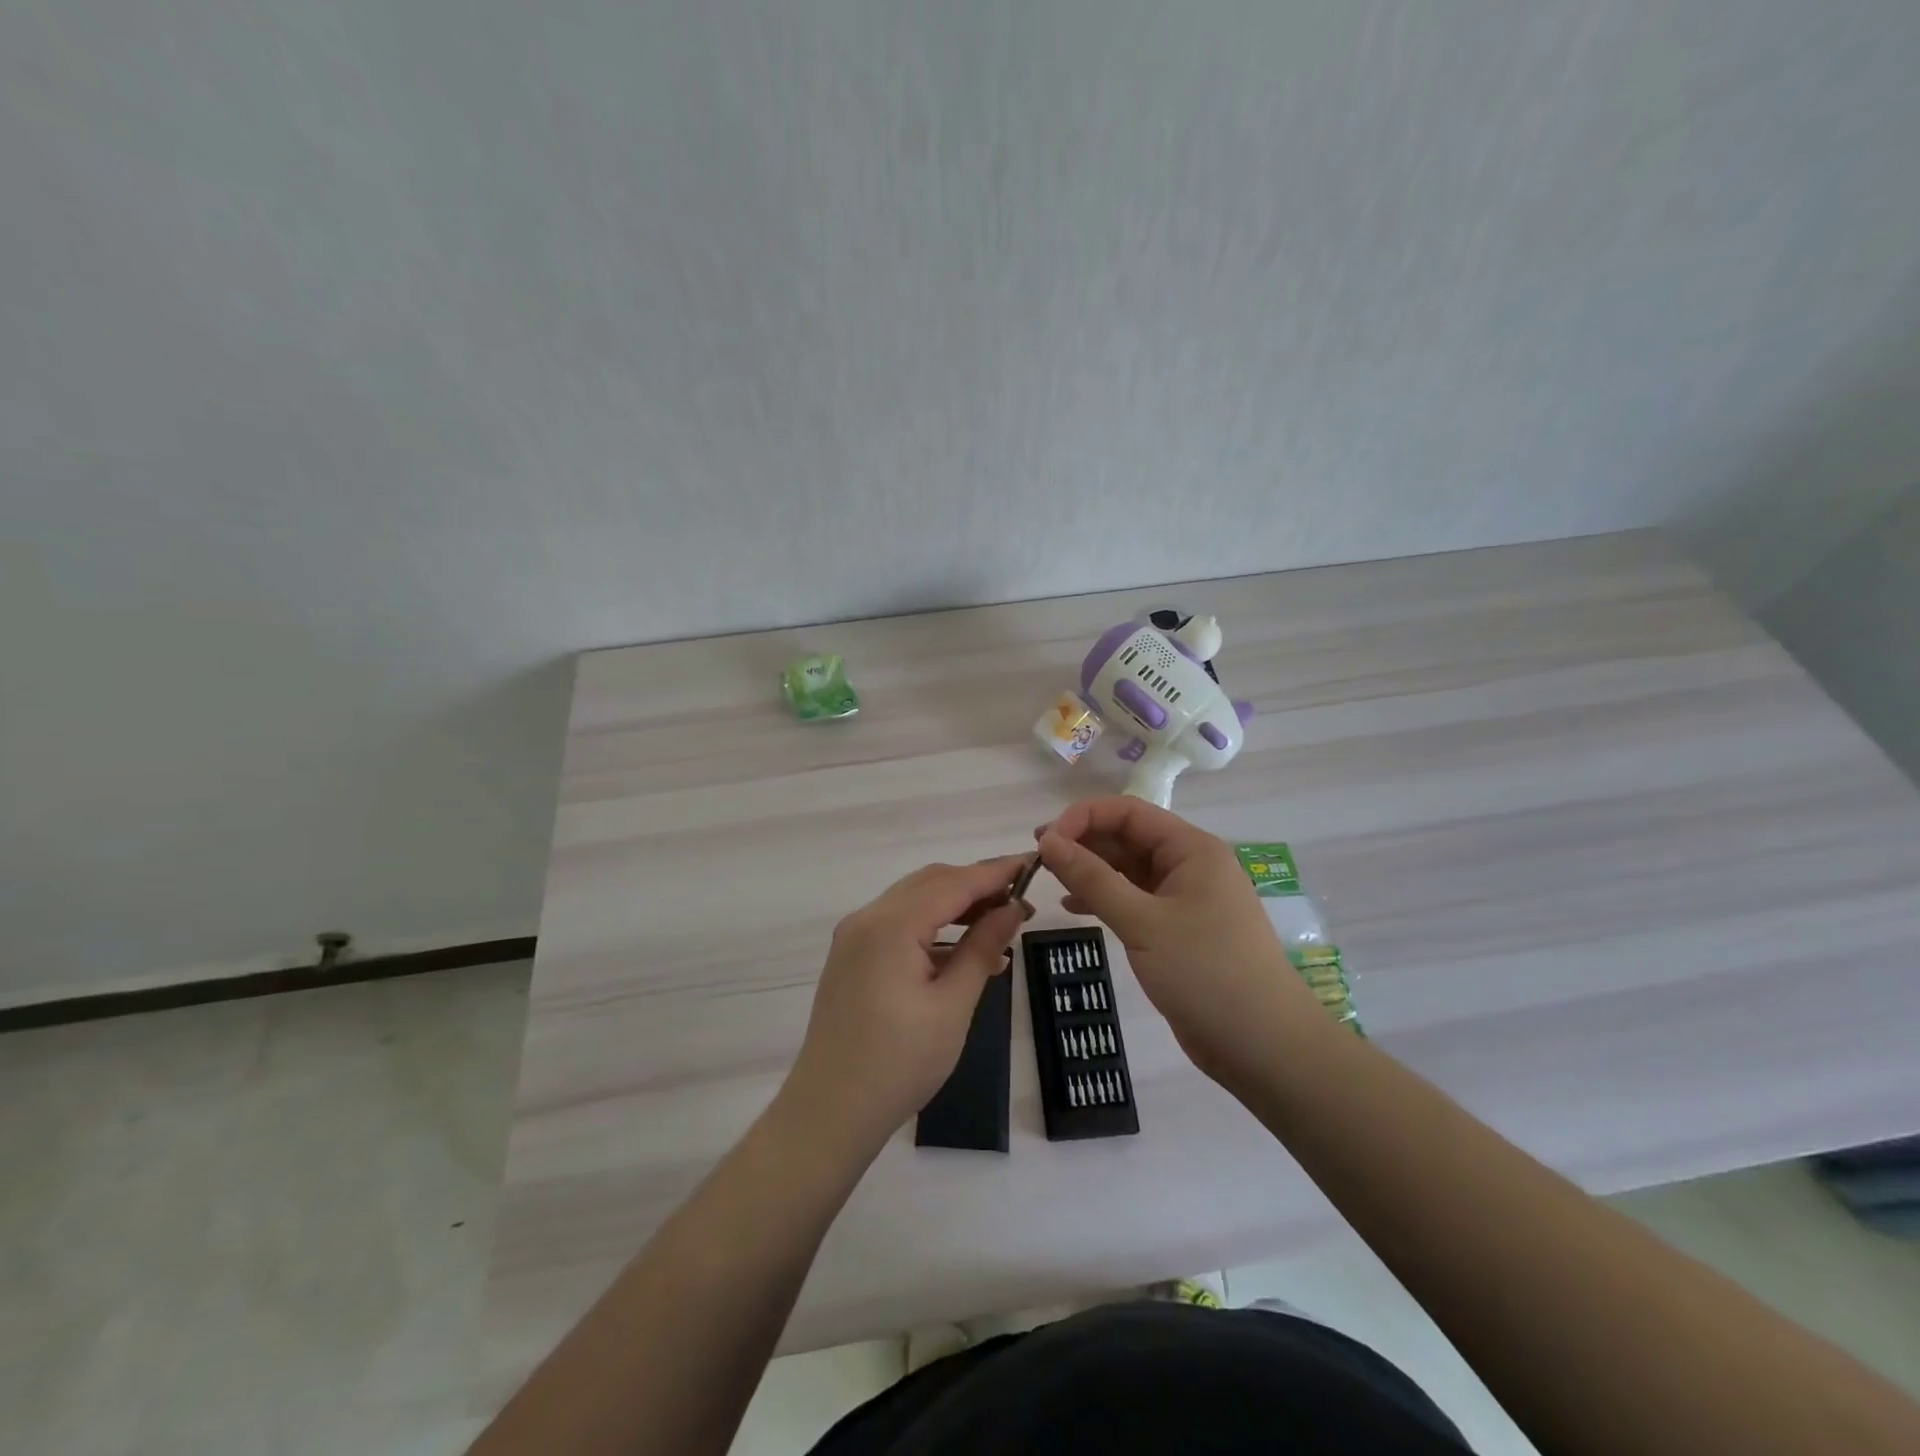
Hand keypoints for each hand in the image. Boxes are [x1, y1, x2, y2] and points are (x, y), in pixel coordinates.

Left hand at [785, 856, 1029, 1153]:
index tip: (1033, 863)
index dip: (995, 872)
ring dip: (956, 905)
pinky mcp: (852, 957)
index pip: (954, 883)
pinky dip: (933, 928)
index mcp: (891, 924)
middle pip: (931, 883)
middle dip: (977, 885)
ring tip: (1001, 924)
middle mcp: (867, 918)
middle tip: (1021, 899)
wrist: (830, 1113)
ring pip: (914, 901)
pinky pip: (899, 925)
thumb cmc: (899, 1063)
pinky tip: (966, 953)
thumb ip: (982, 948)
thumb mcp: (953, 1006)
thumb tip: (1013, 908)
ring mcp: (855, 937)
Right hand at [1037, 798, 1323, 1086]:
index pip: (1128, 812)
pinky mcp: (1180, 929)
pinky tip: (1075, 909)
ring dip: (1091, 871)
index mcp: (1191, 848)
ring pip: (1129, 869)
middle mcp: (1190, 865)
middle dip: (1083, 843)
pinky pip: (1135, 899)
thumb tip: (1048, 840)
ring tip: (1050, 881)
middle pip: (1128, 837)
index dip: (1082, 818)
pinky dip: (1106, 899)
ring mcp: (1186, 898)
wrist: (1264, 1046)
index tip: (1044, 842)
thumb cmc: (1205, 972)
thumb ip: (1092, 878)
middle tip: (1039, 861)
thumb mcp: (1142, 922)